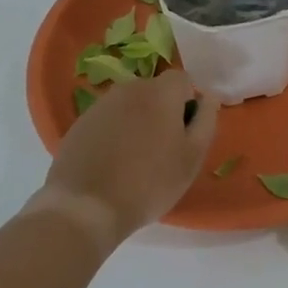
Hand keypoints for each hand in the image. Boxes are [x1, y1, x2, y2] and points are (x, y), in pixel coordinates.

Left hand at [34, 70, 218, 248]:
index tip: (184, 134)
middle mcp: (129, 88)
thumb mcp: (192, 157)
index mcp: (160, 92)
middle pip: (155, 91)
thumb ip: (206, 120)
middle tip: (162, 150)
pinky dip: (114, 134)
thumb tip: (208, 97)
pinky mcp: (80, 123)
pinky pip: (108, 120)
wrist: (86, 207)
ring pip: (130, 106)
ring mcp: (100, 105)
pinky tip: (111, 164)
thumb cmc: (150, 183)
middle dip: (162, 112)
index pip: (183, 80)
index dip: (188, 104)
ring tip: (135, 160)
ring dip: (138, 122)